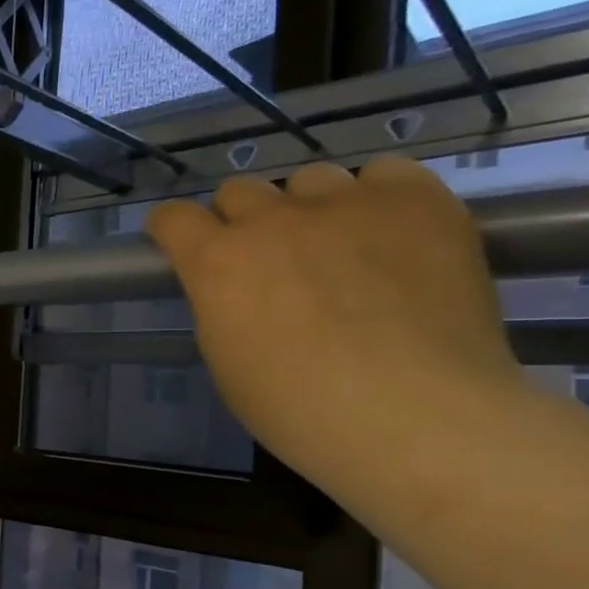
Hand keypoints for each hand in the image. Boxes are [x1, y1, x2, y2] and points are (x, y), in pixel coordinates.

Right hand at [145, 156, 524, 489]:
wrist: (413, 415)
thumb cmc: (298, 410)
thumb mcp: (225, 360)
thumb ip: (219, 305)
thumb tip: (234, 287)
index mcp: (216, 262)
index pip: (173, 217)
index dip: (172, 229)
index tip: (181, 244)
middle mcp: (272, 219)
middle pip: (239, 190)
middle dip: (241, 220)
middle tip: (266, 259)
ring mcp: (346, 203)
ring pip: (310, 179)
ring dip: (308, 208)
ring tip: (337, 247)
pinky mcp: (417, 201)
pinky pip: (385, 173)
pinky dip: (377, 196)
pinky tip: (389, 233)